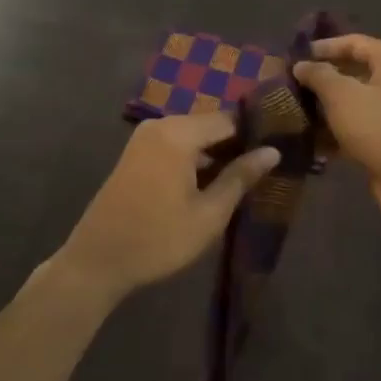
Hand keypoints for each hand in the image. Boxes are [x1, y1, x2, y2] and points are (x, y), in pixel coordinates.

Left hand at [53, 113, 280, 301]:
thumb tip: (272, 151)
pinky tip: (213, 181)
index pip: (229, 119)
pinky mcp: (135, 154)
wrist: (98, 260)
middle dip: (237, 144)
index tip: (282, 148)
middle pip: (210, 125)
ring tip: (247, 177)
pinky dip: (195, 159)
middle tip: (267, 167)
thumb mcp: (209, 214)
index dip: (256, 133)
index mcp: (178, 134)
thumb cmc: (158, 239)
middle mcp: (160, 125)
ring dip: (216, 153)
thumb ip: (240, 177)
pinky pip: (175, 146)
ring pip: (193, 136)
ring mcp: (144, 139)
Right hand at [294, 35, 380, 234]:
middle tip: (288, 86)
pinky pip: (358, 128)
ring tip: (292, 113)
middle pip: (352, 72)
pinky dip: (337, 132)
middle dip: (321, 80)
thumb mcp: (342, 96)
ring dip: (325, 108)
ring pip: (353, 102)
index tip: (293, 57)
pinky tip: (310, 141)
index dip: (322, 48)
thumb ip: (318, 75)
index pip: (352, 42)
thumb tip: (301, 65)